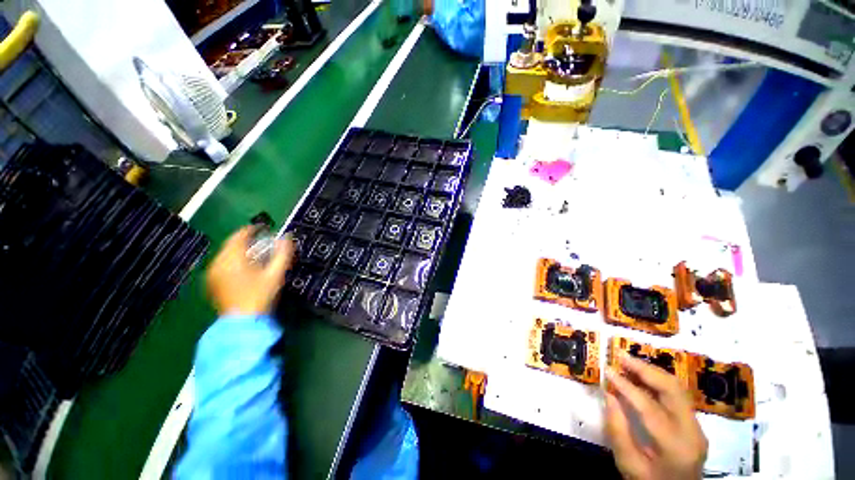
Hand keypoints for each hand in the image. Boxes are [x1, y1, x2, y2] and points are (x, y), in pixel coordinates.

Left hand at [206, 227, 294, 315]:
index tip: (264, 228)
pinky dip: (234, 260)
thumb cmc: (260, 296)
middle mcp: (218, 262)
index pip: (240, 235)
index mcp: (232, 258)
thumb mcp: (275, 273)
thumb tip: (287, 237)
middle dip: (247, 241)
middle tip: (263, 243)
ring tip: (255, 255)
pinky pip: (223, 263)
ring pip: (226, 254)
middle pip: (232, 244)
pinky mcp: (212, 282)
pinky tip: (245, 268)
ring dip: (241, 250)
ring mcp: (213, 273)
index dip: (252, 229)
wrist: (243, 322)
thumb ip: (283, 253)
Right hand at [605, 353, 707, 479]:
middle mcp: (693, 431)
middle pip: (672, 390)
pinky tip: (641, 375)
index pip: (650, 407)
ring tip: (628, 361)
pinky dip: (657, 380)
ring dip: (651, 371)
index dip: (626, 386)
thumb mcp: (629, 464)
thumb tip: (609, 395)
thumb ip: (618, 431)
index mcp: (676, 446)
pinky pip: (677, 394)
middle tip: (620, 355)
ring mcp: (697, 425)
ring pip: (677, 388)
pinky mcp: (694, 422)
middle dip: (644, 369)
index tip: (607, 370)